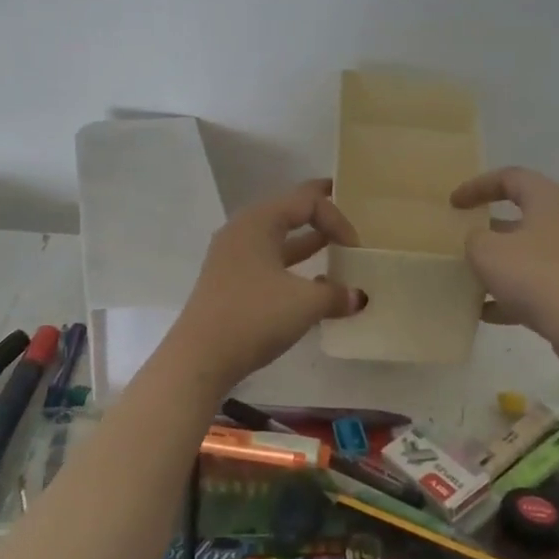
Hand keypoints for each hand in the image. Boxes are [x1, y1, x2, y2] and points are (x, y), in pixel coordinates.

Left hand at [168, 179, 366, 388]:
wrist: (200, 358)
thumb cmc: (254, 317)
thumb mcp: (304, 304)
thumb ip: (336, 295)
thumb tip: (358, 297)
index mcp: (258, 221)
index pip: (306, 201)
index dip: (337, 218)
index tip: (356, 248)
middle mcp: (242, 231)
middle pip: (288, 211)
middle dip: (319, 215)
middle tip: (347, 212)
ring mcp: (232, 257)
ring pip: (277, 239)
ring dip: (307, 243)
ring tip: (336, 248)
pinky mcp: (230, 282)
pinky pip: (268, 262)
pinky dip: (292, 267)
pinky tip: (313, 285)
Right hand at [451, 166, 558, 364]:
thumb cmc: (536, 276)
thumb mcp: (487, 252)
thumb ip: (474, 238)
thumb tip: (480, 240)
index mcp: (549, 199)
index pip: (510, 177)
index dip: (477, 186)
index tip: (453, 204)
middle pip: (524, 215)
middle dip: (490, 228)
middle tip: (464, 239)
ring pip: (531, 252)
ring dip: (501, 263)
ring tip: (471, 278)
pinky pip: (541, 282)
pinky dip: (514, 293)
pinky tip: (488, 312)